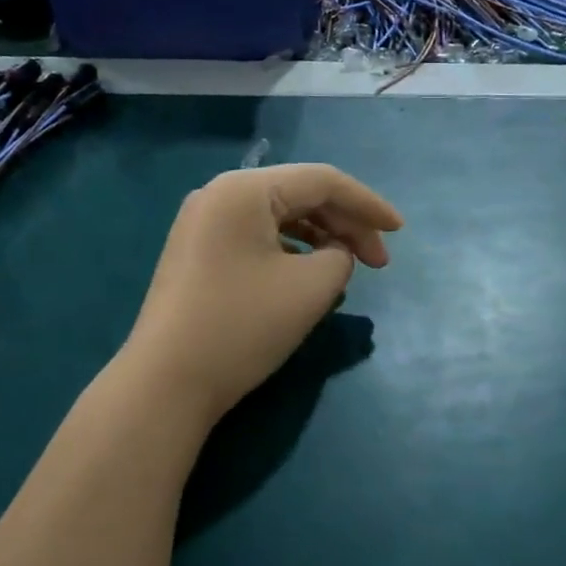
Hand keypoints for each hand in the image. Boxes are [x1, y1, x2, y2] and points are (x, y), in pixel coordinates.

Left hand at [123, 163, 403, 423]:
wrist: (166, 383)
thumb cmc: (242, 327)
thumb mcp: (311, 288)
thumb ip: (341, 256)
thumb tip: (335, 253)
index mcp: (244, 189)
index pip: (322, 181)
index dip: (367, 204)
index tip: (399, 232)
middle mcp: (219, 195)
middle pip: (299, 196)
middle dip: (345, 225)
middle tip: (379, 263)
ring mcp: (202, 224)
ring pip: (278, 218)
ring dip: (320, 239)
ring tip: (348, 271)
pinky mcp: (198, 253)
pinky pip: (257, 238)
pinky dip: (291, 252)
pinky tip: (309, 277)